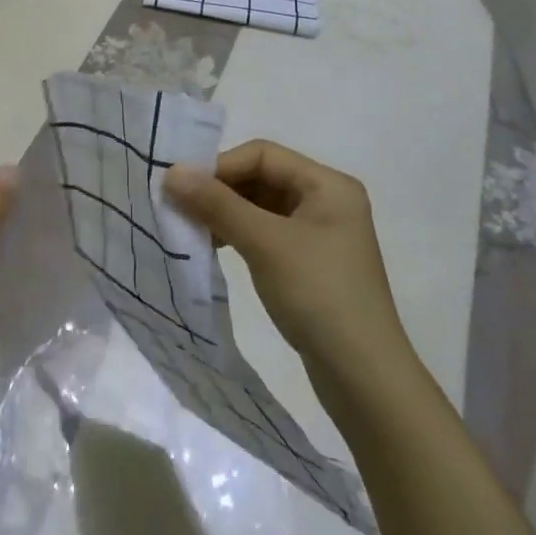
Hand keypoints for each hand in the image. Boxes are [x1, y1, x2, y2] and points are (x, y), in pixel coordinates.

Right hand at [164, 140, 413, 393]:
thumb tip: (171, 172)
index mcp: (328, 185)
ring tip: (190, 228)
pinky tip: (213, 246)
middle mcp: (326, 200)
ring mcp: (319, 233)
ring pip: (259, 206)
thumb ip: (217, 204)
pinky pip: (265, 232)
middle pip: (260, 177)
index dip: (220, 166)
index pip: (262, 155)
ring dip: (224, 212)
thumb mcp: (264, 243)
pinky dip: (237, 233)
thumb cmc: (320, 296)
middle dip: (219, 190)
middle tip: (179, 206)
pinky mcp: (309, 262)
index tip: (182, 187)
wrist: (364, 379)